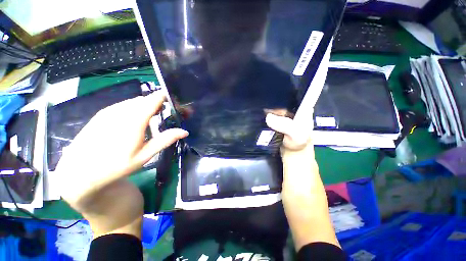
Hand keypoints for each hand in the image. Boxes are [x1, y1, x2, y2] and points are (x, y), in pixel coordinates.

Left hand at [56, 92, 187, 238]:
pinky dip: (133, 108)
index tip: (172, 99)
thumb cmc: (116, 167)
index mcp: (132, 122)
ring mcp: (108, 112)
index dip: (163, 97)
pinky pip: (122, 106)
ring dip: (144, 105)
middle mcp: (119, 112)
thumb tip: (185, 131)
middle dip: (156, 103)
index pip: (151, 101)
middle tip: (166, 111)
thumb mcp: (145, 156)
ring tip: (153, 115)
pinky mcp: (101, 115)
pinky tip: (135, 118)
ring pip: (132, 102)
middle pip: (143, 100)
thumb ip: (165, 140)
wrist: (81, 174)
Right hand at [265, 113, 339, 249]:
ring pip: (285, 134)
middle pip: (293, 125)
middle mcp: (300, 148)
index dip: (291, 109)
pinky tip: (261, 137)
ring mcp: (292, 156)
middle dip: (280, 114)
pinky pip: (278, 144)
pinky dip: (270, 137)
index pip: (302, 120)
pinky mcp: (285, 164)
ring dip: (274, 125)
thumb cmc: (303, 198)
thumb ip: (293, 146)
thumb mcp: (299, 170)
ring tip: (259, 118)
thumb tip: (272, 119)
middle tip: (262, 108)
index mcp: (305, 146)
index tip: (273, 103)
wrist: (305, 222)